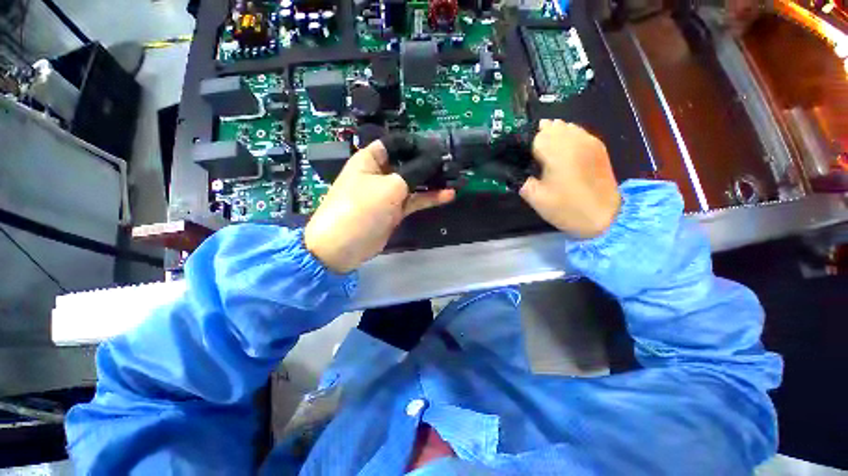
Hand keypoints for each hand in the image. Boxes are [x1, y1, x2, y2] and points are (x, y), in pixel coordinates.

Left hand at [304, 141, 455, 273]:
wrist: (343, 247)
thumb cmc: (361, 208)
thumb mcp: (389, 187)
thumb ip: (415, 172)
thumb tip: (435, 158)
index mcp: (370, 160)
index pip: (395, 144)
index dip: (416, 144)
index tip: (437, 149)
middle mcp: (379, 174)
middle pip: (407, 163)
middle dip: (428, 163)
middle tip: (451, 164)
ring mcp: (388, 194)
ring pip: (413, 183)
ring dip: (432, 182)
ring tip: (454, 178)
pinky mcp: (395, 211)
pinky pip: (414, 200)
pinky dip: (429, 198)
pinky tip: (448, 195)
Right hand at [520, 120, 620, 238]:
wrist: (605, 216)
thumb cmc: (566, 208)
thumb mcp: (535, 198)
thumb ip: (519, 180)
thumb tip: (511, 170)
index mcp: (556, 152)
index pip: (533, 136)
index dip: (522, 145)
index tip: (517, 157)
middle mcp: (572, 140)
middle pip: (548, 126)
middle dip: (535, 137)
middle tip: (529, 156)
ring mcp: (587, 140)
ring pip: (564, 125)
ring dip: (551, 134)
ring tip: (544, 152)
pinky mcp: (597, 146)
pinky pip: (577, 131)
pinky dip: (566, 136)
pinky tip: (562, 151)